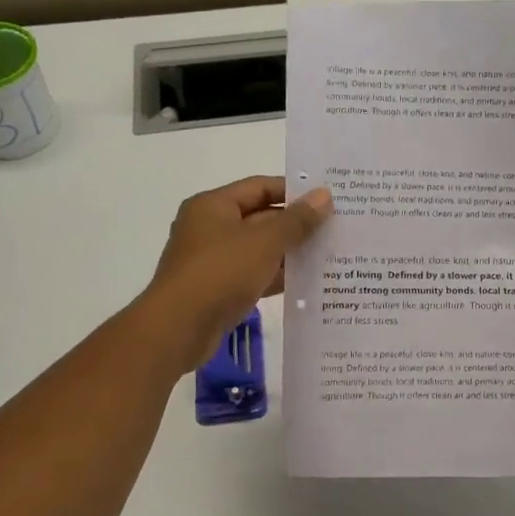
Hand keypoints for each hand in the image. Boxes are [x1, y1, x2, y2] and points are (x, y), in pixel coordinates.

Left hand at [141, 176, 332, 373]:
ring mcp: (213, 260)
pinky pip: (254, 275)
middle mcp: (210, 228)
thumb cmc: (220, 272)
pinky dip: (277, 277)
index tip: (326, 200)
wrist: (179, 328)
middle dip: (296, 225)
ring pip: (259, 249)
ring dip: (290, 253)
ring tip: (329, 255)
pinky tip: (308, 282)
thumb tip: (324, 195)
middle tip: (335, 228)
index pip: (260, 187)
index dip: (293, 192)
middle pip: (261, 217)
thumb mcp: (265, 242)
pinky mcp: (218, 289)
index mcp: (213, 206)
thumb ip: (297, 220)